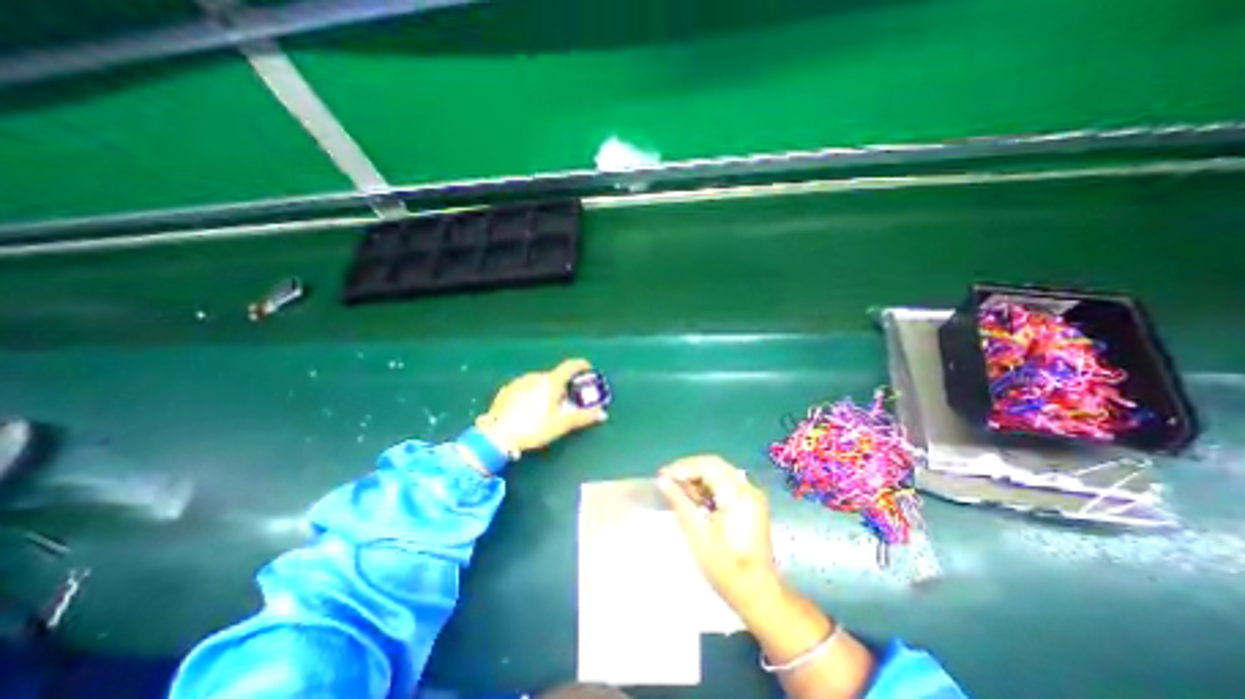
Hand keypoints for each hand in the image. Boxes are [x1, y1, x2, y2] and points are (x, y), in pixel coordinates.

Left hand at [479, 358, 609, 454]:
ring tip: (545, 409)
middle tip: (565, 403)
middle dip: (563, 387)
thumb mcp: (561, 424)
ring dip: (547, 390)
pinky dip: (532, 394)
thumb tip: (603, 414)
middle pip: (555, 377)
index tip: (588, 370)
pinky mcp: (507, 390)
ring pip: (540, 382)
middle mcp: (535, 376)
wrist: (496, 436)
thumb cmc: (533, 428)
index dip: (582, 365)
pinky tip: (528, 410)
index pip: (570, 366)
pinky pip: (526, 387)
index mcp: (551, 381)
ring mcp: (519, 381)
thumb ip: (583, 417)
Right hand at [660, 455, 774, 611]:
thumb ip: (679, 502)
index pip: (706, 467)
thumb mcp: (696, 534)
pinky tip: (696, 499)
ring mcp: (752, 495)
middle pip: (714, 465)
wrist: (758, 594)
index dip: (682, 468)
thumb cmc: (725, 568)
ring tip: (679, 491)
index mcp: (737, 494)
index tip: (662, 474)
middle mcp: (747, 488)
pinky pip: (726, 483)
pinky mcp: (751, 503)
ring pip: (719, 472)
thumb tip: (662, 480)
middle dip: (689, 469)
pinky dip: (709, 486)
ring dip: (698, 477)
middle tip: (668, 479)